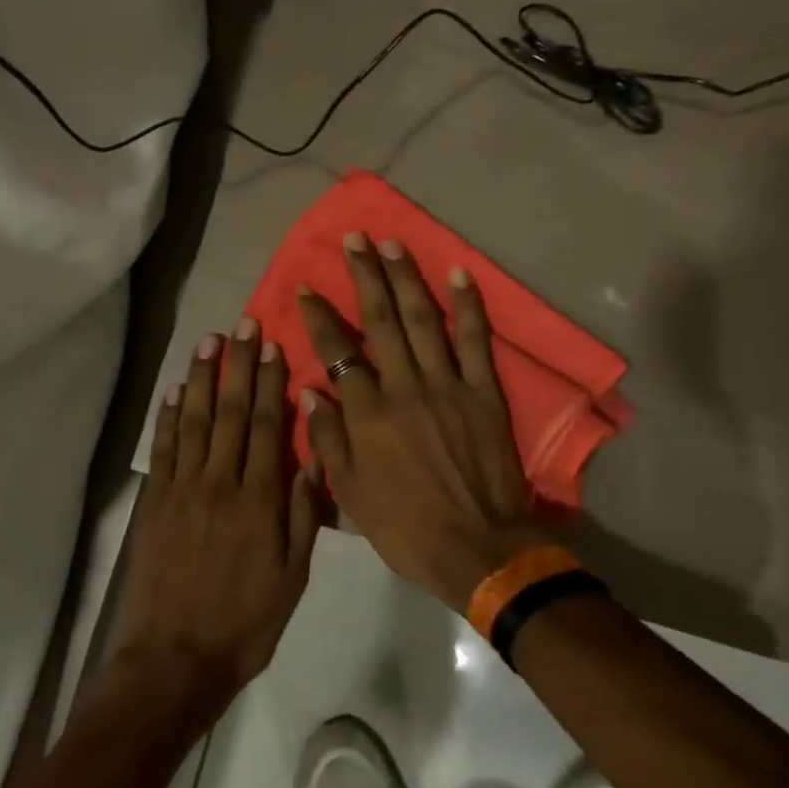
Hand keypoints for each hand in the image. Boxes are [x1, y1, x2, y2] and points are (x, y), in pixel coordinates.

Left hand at [111, 322, 321, 723]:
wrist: (176, 659)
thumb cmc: (245, 620)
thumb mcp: (292, 575)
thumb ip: (304, 513)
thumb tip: (315, 455)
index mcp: (258, 500)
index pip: (264, 426)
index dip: (269, 382)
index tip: (272, 346)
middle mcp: (218, 483)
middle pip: (228, 412)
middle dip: (237, 365)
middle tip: (242, 324)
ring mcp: (181, 490)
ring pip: (192, 420)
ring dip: (199, 377)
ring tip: (208, 341)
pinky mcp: (154, 503)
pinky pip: (162, 449)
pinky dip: (166, 416)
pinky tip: (171, 390)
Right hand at [297, 236, 543, 611]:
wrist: (477, 548)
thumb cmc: (405, 526)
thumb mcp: (350, 494)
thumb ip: (328, 440)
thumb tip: (311, 391)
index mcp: (368, 414)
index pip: (337, 352)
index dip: (319, 317)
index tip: (306, 288)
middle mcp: (404, 387)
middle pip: (380, 321)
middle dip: (364, 276)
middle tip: (354, 239)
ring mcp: (447, 386)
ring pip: (422, 321)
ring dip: (407, 278)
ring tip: (393, 244)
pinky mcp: (483, 392)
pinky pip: (474, 341)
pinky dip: (468, 307)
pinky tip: (459, 275)